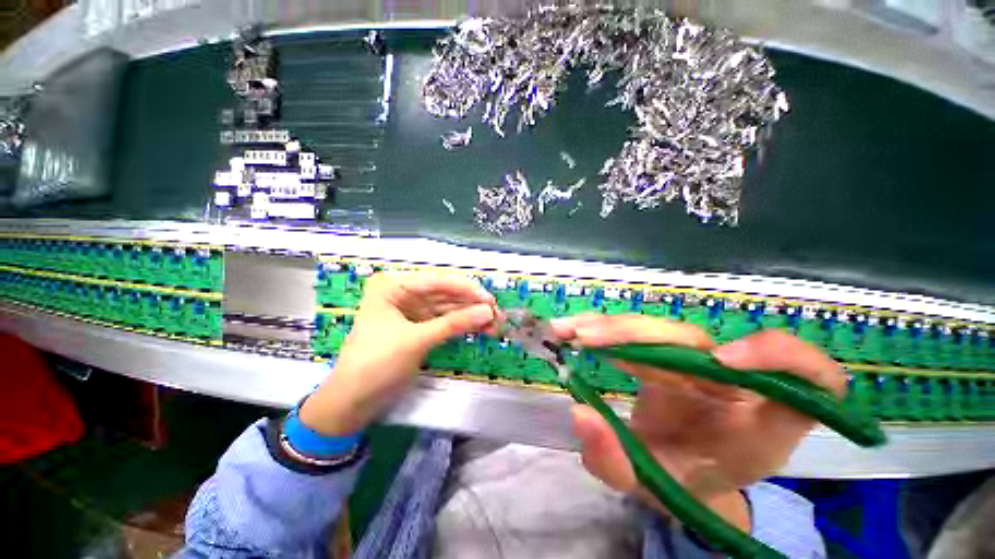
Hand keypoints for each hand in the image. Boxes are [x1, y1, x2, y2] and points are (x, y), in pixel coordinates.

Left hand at [300, 273, 496, 434]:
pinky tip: (480, 329)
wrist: (353, 402)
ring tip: (495, 324)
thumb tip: (488, 311)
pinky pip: (445, 322)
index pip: (436, 282)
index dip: (466, 290)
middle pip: (445, 295)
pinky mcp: (419, 328)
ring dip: (471, 316)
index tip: (490, 300)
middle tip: (497, 314)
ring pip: (448, 309)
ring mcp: (412, 311)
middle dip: (471, 305)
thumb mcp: (416, 340)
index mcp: (393, 286)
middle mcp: (403, 293)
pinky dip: (462, 326)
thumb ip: (454, 324)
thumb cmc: (376, 364)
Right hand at [551, 314, 845, 529]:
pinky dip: (605, 327)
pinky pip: (639, 331)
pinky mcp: (669, 352)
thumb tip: (580, 413)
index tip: (720, 361)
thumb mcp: (651, 486)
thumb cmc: (681, 482)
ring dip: (610, 326)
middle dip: (635, 334)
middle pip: (693, 338)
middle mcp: (730, 380)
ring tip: (568, 330)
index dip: (778, 355)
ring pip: (656, 328)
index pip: (810, 377)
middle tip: (584, 339)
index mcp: (759, 420)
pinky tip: (575, 328)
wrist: (679, 472)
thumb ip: (615, 462)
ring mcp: (695, 361)